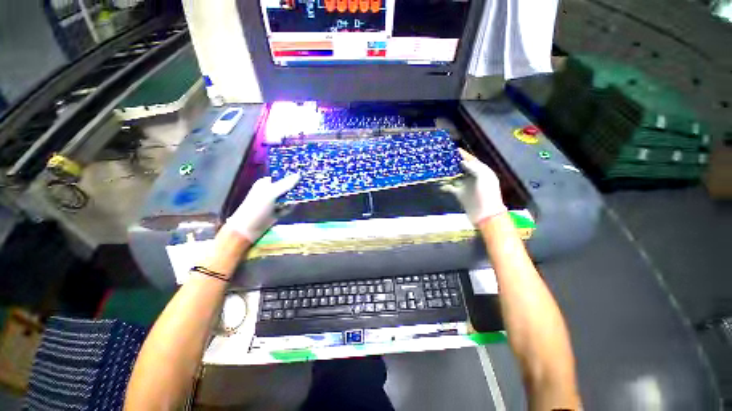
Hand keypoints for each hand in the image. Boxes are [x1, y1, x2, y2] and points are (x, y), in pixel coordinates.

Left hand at [225, 174, 299, 241]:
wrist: (248, 229)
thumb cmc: (257, 207)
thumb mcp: (271, 193)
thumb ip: (286, 184)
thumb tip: (299, 175)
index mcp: (266, 184)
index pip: (281, 177)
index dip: (291, 177)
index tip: (303, 176)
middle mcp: (270, 192)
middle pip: (287, 188)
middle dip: (294, 190)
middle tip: (305, 189)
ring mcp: (274, 203)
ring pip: (288, 198)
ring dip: (292, 200)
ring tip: (297, 200)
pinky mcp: (277, 212)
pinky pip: (287, 208)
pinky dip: (289, 209)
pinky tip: (289, 209)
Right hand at [441, 148, 506, 225]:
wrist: (485, 214)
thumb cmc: (487, 194)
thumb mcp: (484, 177)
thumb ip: (474, 168)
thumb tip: (462, 162)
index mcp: (482, 172)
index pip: (471, 160)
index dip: (463, 155)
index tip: (453, 150)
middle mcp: (473, 177)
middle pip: (462, 167)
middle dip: (453, 163)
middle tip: (442, 158)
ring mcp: (466, 186)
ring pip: (455, 176)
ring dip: (448, 173)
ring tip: (438, 168)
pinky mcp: (460, 194)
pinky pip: (451, 187)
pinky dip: (445, 185)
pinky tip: (439, 182)